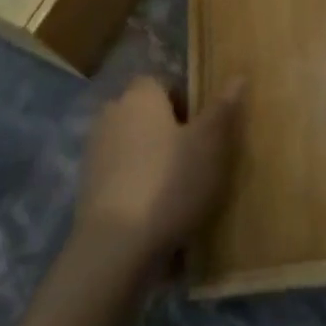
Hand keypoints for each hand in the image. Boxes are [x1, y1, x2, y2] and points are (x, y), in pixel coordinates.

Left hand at [74, 75, 242, 275]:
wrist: (114, 248)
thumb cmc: (169, 182)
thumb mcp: (210, 143)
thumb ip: (223, 108)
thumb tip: (238, 76)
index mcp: (140, 96)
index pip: (162, 82)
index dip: (185, 100)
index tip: (204, 127)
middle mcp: (112, 115)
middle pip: (146, 114)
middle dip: (168, 130)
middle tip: (196, 156)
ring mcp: (95, 153)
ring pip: (133, 145)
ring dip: (152, 159)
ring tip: (180, 188)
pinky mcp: (87, 190)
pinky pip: (121, 176)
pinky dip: (138, 186)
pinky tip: (157, 212)